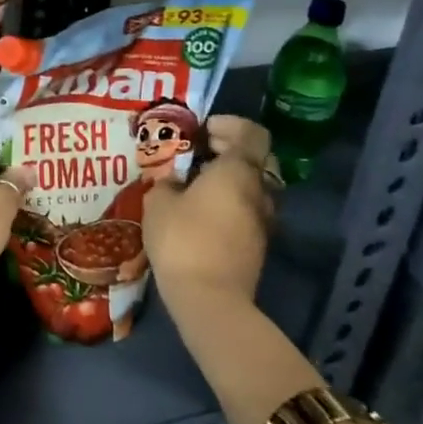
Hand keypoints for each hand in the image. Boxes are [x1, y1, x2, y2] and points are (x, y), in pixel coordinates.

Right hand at [143, 115, 277, 307]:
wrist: (209, 299)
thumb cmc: (182, 239)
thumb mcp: (159, 201)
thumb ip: (168, 181)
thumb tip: (175, 181)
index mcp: (238, 171)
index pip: (252, 133)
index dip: (230, 124)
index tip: (202, 130)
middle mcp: (259, 191)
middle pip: (258, 158)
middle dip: (230, 150)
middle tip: (199, 152)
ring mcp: (263, 221)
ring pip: (254, 186)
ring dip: (230, 179)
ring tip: (195, 184)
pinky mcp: (257, 245)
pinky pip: (247, 210)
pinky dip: (229, 202)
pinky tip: (199, 212)